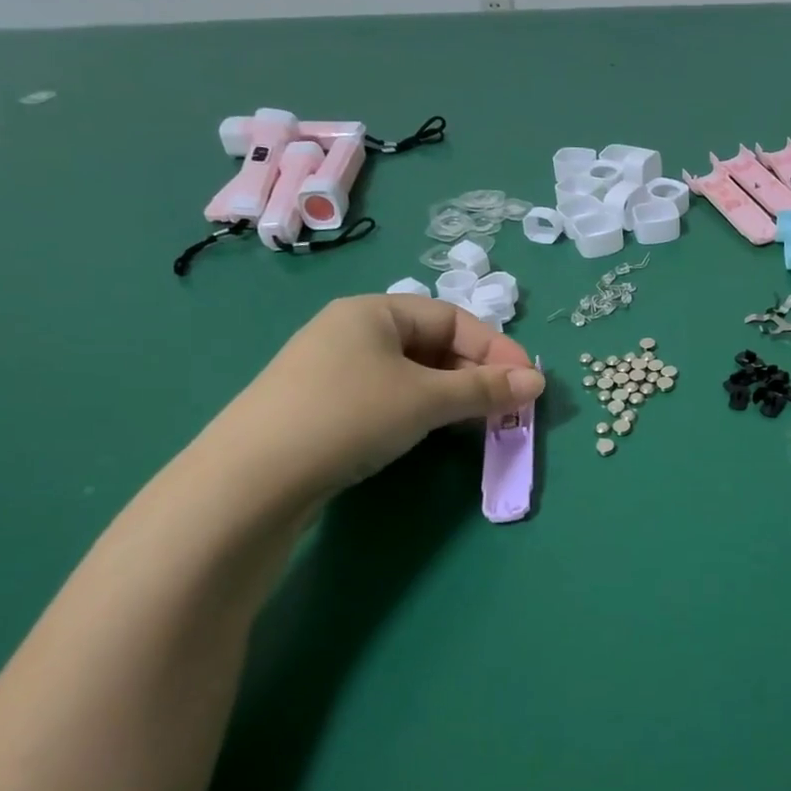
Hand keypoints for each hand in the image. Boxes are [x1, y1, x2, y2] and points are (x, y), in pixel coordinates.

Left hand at [203, 294, 545, 506]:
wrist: (252, 478)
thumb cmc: (349, 416)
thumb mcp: (425, 399)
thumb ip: (485, 389)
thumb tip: (538, 381)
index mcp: (373, 311)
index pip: (452, 319)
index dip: (496, 348)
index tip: (529, 382)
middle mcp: (352, 331)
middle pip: (433, 344)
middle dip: (477, 374)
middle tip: (509, 407)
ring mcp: (334, 370)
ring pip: (413, 374)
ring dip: (453, 394)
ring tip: (481, 422)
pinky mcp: (325, 406)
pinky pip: (390, 396)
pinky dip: (422, 409)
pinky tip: (434, 431)